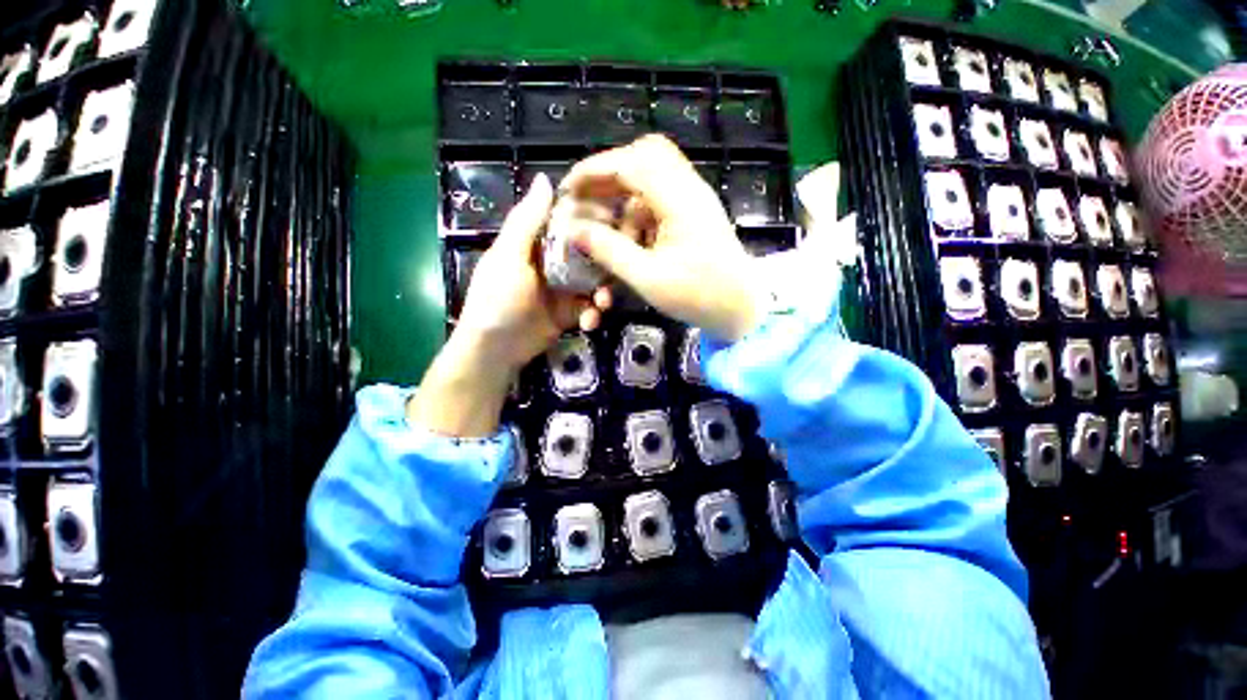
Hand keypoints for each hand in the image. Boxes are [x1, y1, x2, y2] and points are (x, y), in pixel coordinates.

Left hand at [407, 174, 610, 437]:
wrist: (495, 349)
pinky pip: (589, 308)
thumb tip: (545, 177)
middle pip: (587, 254)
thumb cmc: (497, 298)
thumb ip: (527, 220)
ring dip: (602, 293)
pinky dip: (593, 315)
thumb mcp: (509, 256)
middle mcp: (552, 263)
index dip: (591, 220)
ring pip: (593, 283)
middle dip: (603, 264)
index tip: (616, 219)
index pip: (568, 222)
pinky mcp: (569, 313)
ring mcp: (563, 290)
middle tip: (618, 269)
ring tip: (603, 304)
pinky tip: (590, 323)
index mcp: (536, 243)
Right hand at [560, 135, 762, 341]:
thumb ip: (609, 251)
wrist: (740, 310)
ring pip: (651, 179)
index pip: (631, 162)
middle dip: (609, 175)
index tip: (568, 189)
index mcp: (680, 199)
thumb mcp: (648, 278)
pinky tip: (629, 242)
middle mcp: (689, 189)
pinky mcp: (694, 215)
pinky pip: (660, 201)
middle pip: (645, 156)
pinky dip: (638, 215)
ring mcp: (694, 200)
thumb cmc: (698, 296)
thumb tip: (575, 230)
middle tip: (587, 199)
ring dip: (624, 200)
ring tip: (606, 231)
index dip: (594, 170)